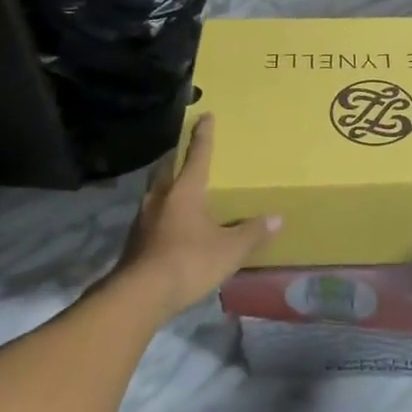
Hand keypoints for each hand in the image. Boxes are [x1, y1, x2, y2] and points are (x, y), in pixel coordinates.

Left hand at [116, 114, 280, 318]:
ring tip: (178, 189)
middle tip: (184, 153)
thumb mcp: (229, 249)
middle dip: (176, 158)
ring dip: (166, 185)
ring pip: (155, 191)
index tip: (205, 115)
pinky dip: (162, 212)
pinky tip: (170, 224)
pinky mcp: (134, 241)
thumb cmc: (189, 261)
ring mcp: (143, 219)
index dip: (203, 135)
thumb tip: (277, 218)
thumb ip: (252, 233)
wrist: (139, 296)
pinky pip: (151, 215)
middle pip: (167, 168)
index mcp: (185, 191)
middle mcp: (161, 197)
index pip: (198, 155)